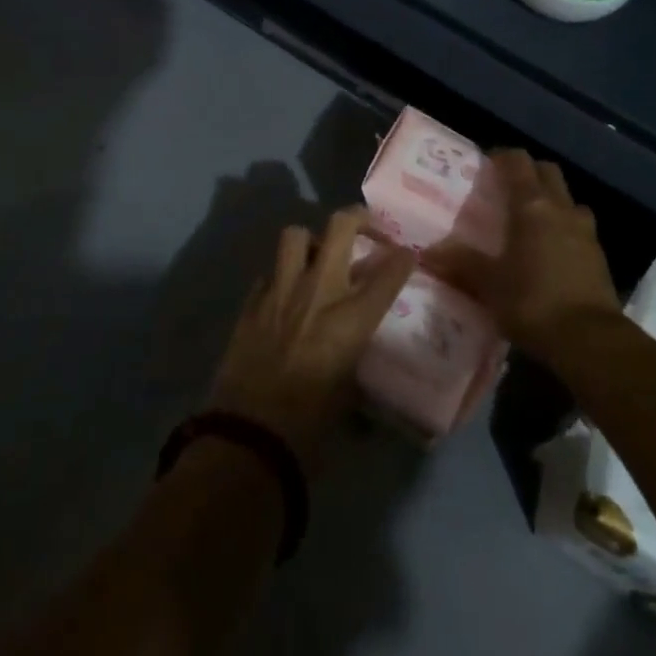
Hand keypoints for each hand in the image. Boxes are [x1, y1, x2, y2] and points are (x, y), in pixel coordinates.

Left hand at [208, 208, 414, 467]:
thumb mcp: (348, 392)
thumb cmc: (309, 428)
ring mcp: (281, 291)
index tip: (406, 254)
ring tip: (317, 255)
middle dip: (357, 217)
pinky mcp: (252, 302)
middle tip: (365, 226)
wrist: (248, 438)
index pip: (388, 273)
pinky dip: (280, 275)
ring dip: (310, 240)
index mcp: (351, 319)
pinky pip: (269, 271)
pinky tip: (284, 292)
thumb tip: (357, 350)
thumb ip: (356, 357)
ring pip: (296, 235)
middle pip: (340, 227)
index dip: (402, 259)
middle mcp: (319, 292)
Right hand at [428, 150, 621, 368]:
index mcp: (531, 206)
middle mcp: (561, 208)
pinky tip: (550, 251)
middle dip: (528, 173)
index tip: (486, 164)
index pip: (518, 161)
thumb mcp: (490, 285)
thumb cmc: (533, 301)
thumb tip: (426, 253)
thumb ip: (461, 263)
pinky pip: (579, 226)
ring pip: (567, 198)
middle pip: (547, 172)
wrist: (590, 340)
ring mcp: (585, 230)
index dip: (502, 157)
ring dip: (551, 200)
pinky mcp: (599, 255)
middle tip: (506, 188)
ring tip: (531, 220)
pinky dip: (564, 227)